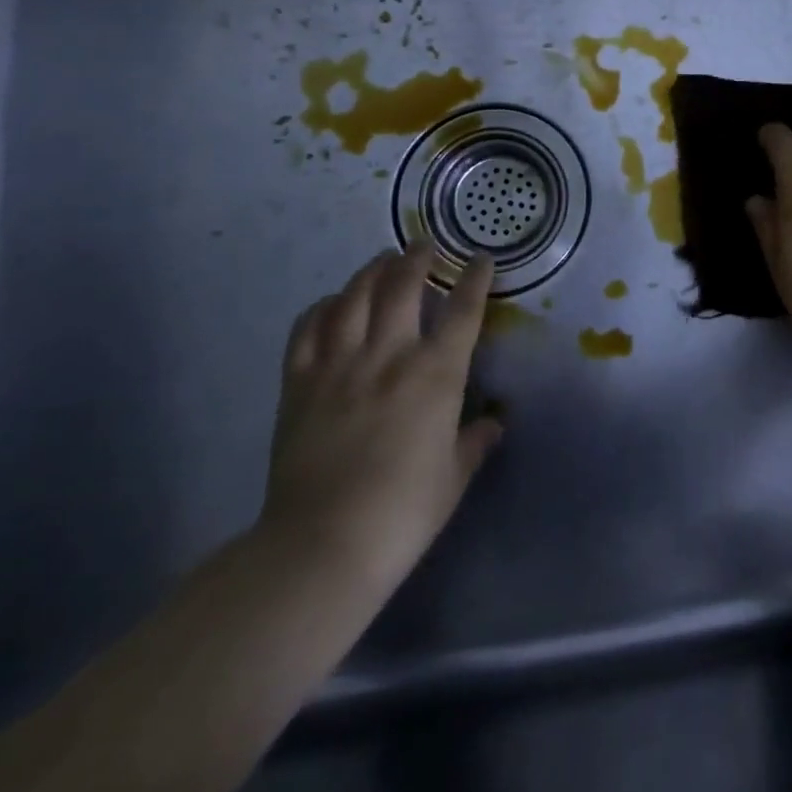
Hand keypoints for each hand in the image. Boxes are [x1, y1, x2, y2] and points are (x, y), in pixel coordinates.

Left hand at [260, 246, 502, 591]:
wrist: (322, 545)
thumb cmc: (403, 511)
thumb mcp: (453, 477)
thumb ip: (474, 442)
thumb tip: (493, 424)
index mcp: (436, 374)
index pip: (463, 311)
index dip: (475, 279)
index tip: (481, 259)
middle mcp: (390, 356)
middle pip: (403, 288)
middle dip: (417, 259)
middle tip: (423, 246)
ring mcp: (339, 366)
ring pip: (353, 298)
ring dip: (371, 272)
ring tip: (381, 261)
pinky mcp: (298, 384)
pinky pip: (307, 330)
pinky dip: (321, 308)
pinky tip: (331, 303)